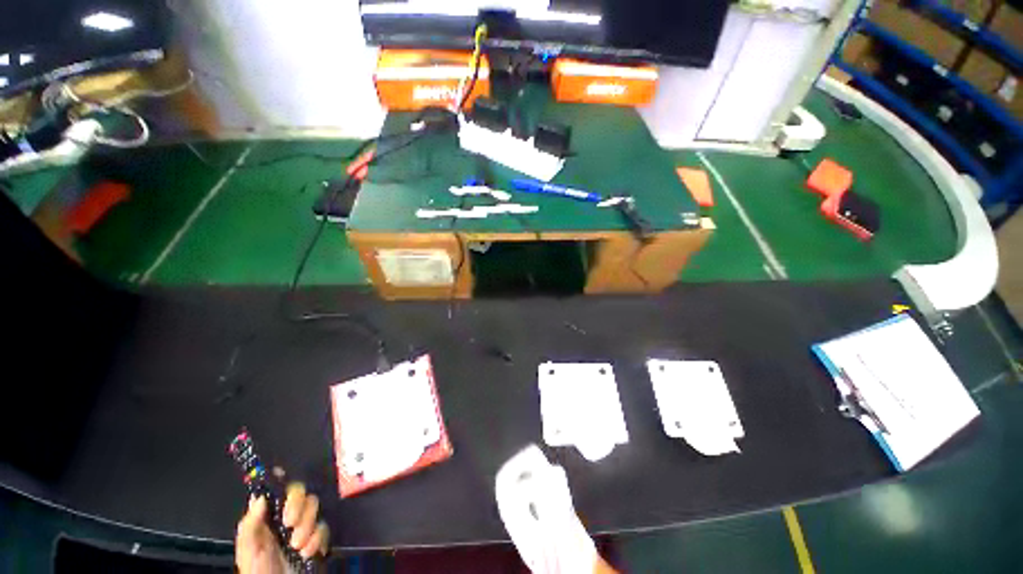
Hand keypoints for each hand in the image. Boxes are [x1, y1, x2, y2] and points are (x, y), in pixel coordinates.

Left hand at [236, 478, 329, 573]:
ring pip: (314, 508)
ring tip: (297, 547)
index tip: (283, 480)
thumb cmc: (257, 571)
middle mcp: (287, 517)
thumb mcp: (248, 551)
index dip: (281, 481)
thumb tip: (260, 498)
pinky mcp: (317, 538)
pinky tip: (307, 553)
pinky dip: (317, 540)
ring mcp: (303, 527)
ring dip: (308, 527)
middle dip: (299, 507)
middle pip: (301, 493)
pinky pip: (324, 527)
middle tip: (290, 525)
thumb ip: (250, 525)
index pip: (277, 490)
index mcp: (267, 517)